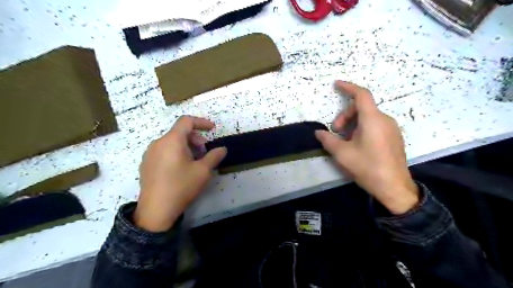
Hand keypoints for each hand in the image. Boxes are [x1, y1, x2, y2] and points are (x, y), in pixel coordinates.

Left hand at [134, 116, 225, 229]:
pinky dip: (176, 152)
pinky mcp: (146, 164)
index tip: (212, 129)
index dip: (202, 122)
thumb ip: (214, 156)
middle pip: (179, 132)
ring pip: (171, 142)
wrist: (156, 211)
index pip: (187, 121)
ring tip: (194, 161)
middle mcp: (158, 143)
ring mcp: (149, 154)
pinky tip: (181, 169)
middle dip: (195, 138)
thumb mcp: (203, 171)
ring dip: (186, 146)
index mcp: (172, 140)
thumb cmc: (181, 186)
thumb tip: (222, 149)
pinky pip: (164, 151)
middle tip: (205, 151)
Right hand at [314, 81, 417, 213]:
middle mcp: (385, 120)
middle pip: (361, 108)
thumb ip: (328, 140)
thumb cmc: (367, 167)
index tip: (336, 85)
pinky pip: (375, 125)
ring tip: (345, 141)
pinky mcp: (394, 137)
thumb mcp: (342, 154)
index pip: (361, 95)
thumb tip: (318, 133)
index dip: (348, 87)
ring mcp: (392, 129)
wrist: (394, 187)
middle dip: (345, 116)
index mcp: (373, 119)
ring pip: (368, 117)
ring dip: (353, 124)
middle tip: (335, 132)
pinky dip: (362, 129)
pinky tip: (357, 145)